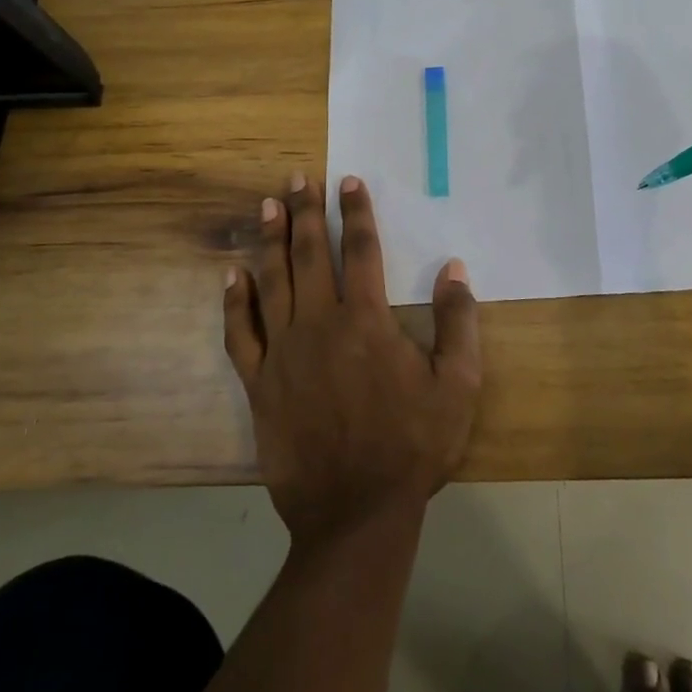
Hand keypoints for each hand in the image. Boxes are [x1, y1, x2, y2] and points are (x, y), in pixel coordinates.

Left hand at [224, 172, 481, 545]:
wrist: (355, 514)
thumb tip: (455, 268)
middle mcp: (320, 324)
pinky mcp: (260, 384)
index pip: (360, 249)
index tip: (348, 180)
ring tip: (267, 206)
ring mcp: (284, 353)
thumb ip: (459, 322)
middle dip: (305, 212)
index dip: (355, 211)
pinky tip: (233, 276)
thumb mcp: (458, 386)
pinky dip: (236, 302)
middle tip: (298, 177)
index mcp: (366, 320)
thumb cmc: (412, 447)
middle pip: (310, 254)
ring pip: (273, 282)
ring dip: (270, 240)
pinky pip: (241, 334)